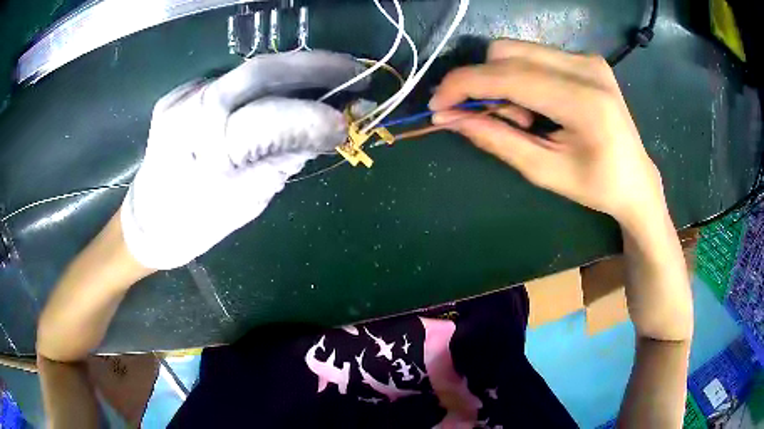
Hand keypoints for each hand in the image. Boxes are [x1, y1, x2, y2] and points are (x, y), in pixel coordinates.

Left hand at [122, 51, 366, 269]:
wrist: (145, 221)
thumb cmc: (194, 226)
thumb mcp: (245, 204)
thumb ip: (282, 162)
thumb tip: (324, 134)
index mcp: (206, 154)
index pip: (271, 119)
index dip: (315, 117)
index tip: (348, 124)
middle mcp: (190, 113)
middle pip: (259, 71)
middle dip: (313, 66)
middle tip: (354, 72)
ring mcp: (181, 98)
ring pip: (247, 71)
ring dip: (293, 71)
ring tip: (327, 78)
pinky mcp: (178, 94)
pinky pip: (230, 81)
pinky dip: (262, 84)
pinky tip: (280, 92)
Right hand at [429, 40, 664, 228]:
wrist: (636, 179)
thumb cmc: (596, 186)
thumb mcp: (544, 171)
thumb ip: (496, 139)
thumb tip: (449, 117)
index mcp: (583, 102)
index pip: (508, 75)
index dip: (464, 84)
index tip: (437, 103)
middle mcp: (586, 68)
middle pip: (506, 51)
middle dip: (484, 82)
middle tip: (495, 119)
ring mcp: (588, 59)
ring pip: (517, 49)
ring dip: (502, 80)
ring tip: (523, 117)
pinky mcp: (586, 58)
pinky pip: (533, 55)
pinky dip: (520, 76)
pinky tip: (537, 104)